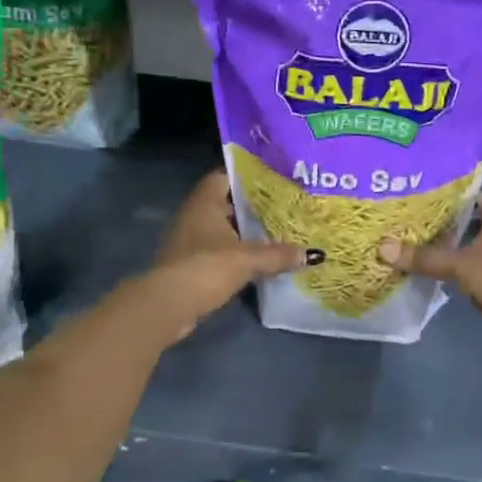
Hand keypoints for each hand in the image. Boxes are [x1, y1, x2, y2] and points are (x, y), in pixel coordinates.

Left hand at [146, 169, 306, 340]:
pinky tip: (256, 263)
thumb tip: (312, 254)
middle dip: (250, 208)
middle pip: (224, 204)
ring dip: (243, 234)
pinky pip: (216, 252)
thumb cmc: (207, 267)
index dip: (246, 177)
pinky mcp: (187, 265)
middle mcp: (192, 215)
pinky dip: (234, 255)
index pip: (224, 176)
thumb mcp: (248, 258)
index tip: (272, 181)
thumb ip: (279, 254)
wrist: (169, 305)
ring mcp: (187, 241)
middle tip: (282, 209)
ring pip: (220, 230)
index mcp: (204, 202)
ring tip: (275, 235)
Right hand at [379, 190, 481, 363]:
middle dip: (444, 218)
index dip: (453, 189)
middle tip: (410, 216)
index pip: (476, 191)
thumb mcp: (460, 265)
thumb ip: (424, 257)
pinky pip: (473, 269)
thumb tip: (383, 247)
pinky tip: (432, 270)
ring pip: (472, 245)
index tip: (424, 190)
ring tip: (414, 240)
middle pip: (472, 218)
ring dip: (449, 245)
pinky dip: (456, 269)